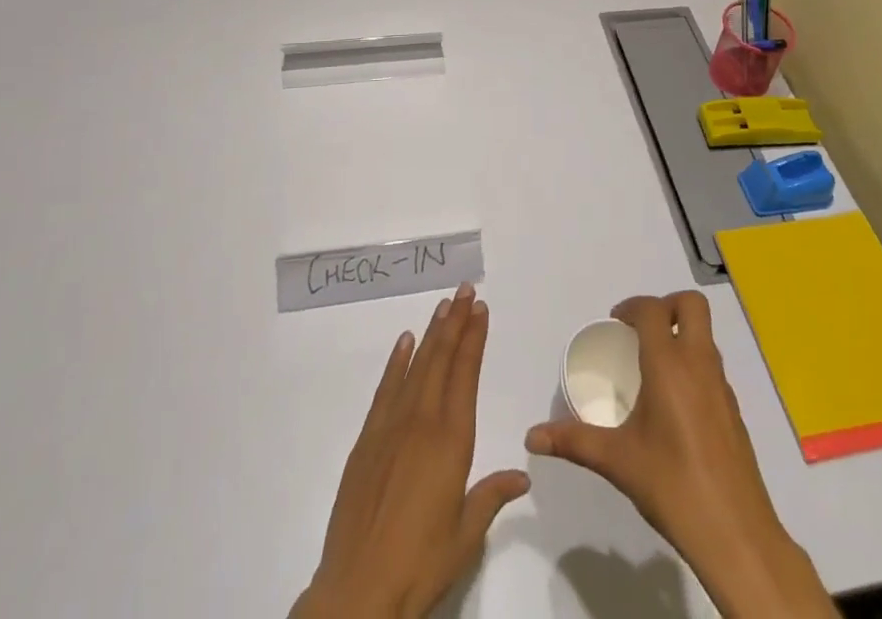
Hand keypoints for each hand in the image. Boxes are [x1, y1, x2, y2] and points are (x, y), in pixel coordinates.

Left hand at [291, 283, 529, 618]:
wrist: (358, 590)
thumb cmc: (420, 563)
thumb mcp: (465, 536)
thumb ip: (491, 496)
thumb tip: (522, 473)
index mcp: (451, 440)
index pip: (465, 374)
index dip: (473, 339)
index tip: (481, 309)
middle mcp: (422, 421)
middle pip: (440, 359)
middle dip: (455, 322)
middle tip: (465, 291)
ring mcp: (390, 427)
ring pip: (415, 366)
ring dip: (430, 334)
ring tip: (443, 306)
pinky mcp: (367, 440)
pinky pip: (385, 389)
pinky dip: (396, 362)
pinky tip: (404, 343)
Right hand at [524, 292, 836, 618]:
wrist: (736, 534)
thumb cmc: (672, 486)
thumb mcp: (617, 461)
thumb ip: (574, 441)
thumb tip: (533, 437)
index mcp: (669, 364)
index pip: (653, 310)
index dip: (632, 307)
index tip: (615, 324)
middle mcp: (699, 363)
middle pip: (691, 305)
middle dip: (666, 306)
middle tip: (641, 331)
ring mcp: (722, 385)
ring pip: (705, 335)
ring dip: (680, 334)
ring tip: (652, 366)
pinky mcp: (734, 410)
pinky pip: (712, 366)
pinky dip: (693, 364)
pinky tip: (674, 404)